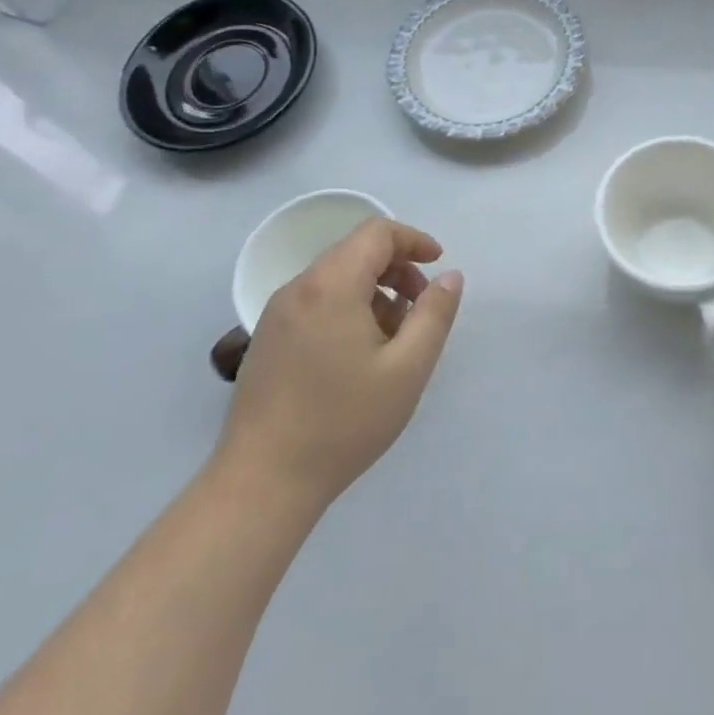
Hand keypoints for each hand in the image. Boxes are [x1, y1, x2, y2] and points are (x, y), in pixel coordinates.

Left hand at [216, 219, 463, 509]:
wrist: (263, 481)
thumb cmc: (343, 422)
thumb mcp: (407, 369)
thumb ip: (434, 315)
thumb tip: (449, 277)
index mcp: (331, 284)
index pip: (376, 233)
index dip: (413, 240)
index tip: (438, 263)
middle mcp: (299, 288)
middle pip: (354, 252)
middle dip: (396, 269)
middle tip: (422, 307)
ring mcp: (277, 314)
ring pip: (335, 278)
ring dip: (373, 291)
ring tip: (395, 338)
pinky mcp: (268, 339)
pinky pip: (316, 302)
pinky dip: (347, 308)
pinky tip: (360, 355)